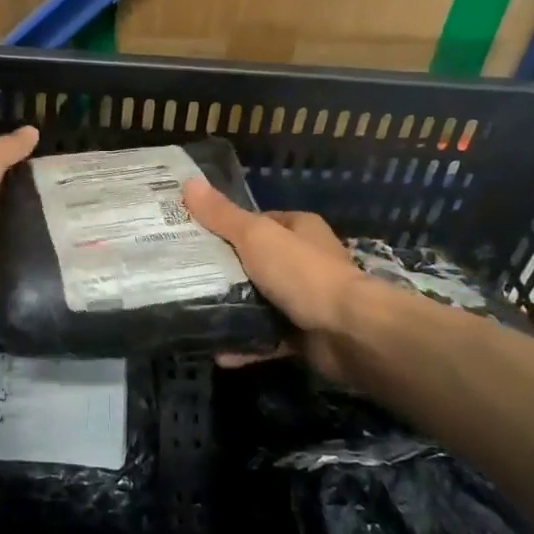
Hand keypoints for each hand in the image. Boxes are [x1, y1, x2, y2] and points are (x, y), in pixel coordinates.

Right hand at [183, 177, 364, 383]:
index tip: (193, 236)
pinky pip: (267, 337)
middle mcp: (305, 261)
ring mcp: (306, 300)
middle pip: (256, 261)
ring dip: (233, 309)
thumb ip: (222, 216)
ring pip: (260, 301)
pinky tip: (218, 350)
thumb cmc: (302, 272)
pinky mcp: (304, 335)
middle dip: (225, 270)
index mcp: (300, 229)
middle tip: (186, 275)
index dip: (227, 226)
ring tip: (195, 312)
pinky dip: (246, 343)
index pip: (258, 222)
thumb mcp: (256, 236)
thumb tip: (189, 183)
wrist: (348, 331)